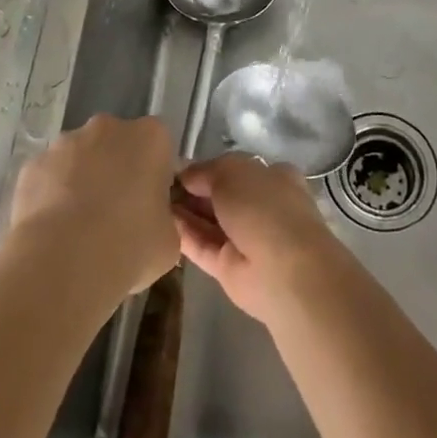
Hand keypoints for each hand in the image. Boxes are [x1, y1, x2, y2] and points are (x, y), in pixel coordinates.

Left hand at [6, 114, 178, 302]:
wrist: (63, 263)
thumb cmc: (130, 247)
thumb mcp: (168, 241)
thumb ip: (163, 219)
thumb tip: (150, 222)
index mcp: (150, 137)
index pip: (158, 147)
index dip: (154, 176)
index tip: (149, 206)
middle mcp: (108, 127)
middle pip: (117, 144)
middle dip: (116, 170)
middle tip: (116, 215)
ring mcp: (65, 142)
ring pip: (80, 158)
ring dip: (82, 181)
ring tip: (79, 228)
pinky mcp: (33, 164)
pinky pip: (49, 177)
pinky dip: (51, 196)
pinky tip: (53, 231)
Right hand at [173, 154, 345, 323]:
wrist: (283, 270)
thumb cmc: (263, 206)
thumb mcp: (231, 171)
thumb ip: (205, 170)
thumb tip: (185, 174)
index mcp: (272, 178)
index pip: (236, 169)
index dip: (208, 168)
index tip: (178, 168)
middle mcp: (261, 207)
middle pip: (221, 196)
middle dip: (193, 190)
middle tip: (159, 184)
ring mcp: (246, 239)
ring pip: (210, 222)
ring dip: (185, 212)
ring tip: (153, 201)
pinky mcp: (230, 268)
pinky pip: (203, 246)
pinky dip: (184, 235)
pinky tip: (160, 222)